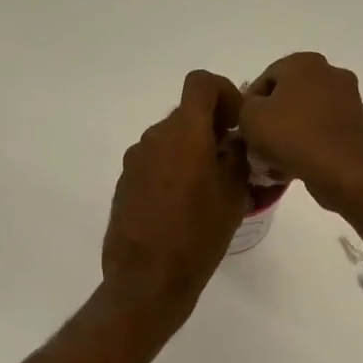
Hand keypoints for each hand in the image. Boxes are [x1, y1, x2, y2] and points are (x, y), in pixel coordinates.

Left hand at [101, 71, 250, 321]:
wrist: (147, 280)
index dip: (224, 93)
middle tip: (231, 164)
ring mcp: (135, 161)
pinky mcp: (124, 184)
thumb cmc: (198, 235)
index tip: (236, 125)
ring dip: (191, 153)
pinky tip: (182, 208)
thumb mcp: (233, 194)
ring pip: (170, 141)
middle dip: (211, 130)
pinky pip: (154, 164)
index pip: (201, 83)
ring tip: (208, 191)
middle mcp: (154, 138)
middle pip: (186, 114)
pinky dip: (172, 172)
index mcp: (184, 133)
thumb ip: (237, 156)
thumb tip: (234, 139)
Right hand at [237, 53, 362, 212]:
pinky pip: (325, 132)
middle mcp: (331, 72)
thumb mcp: (249, 117)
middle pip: (289, 96)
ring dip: (291, 133)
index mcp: (304, 62)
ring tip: (276, 160)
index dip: (249, 104)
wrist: (343, 170)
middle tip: (258, 144)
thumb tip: (254, 108)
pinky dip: (311, 144)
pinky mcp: (359, 126)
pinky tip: (298, 165)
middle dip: (273, 119)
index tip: (243, 128)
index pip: (265, 78)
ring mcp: (350, 99)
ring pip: (308, 115)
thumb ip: (244, 105)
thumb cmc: (292, 136)